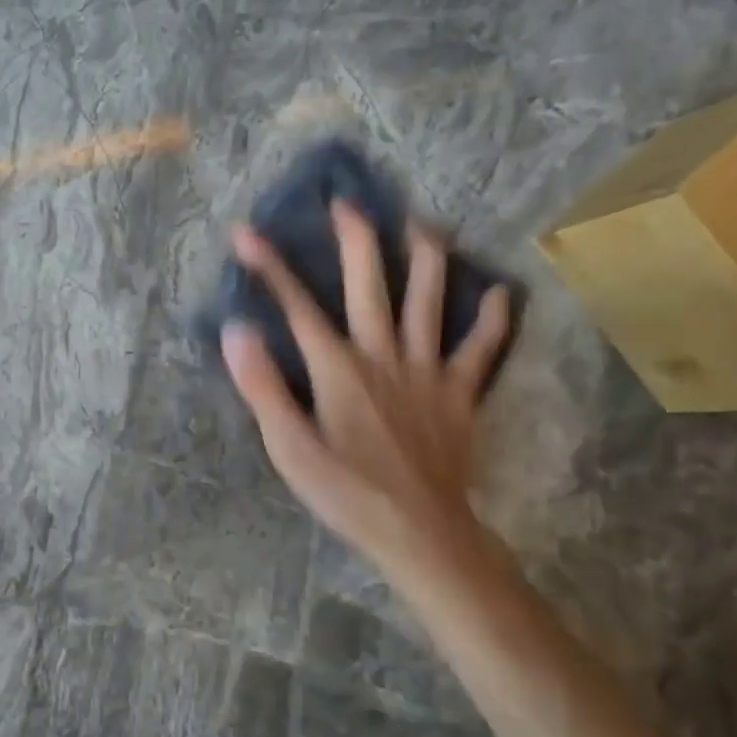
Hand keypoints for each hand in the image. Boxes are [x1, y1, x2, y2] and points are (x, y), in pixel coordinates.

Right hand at [220, 203, 511, 567]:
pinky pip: (481, 350)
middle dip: (356, 241)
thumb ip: (262, 386)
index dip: (269, 266)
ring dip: (427, 259)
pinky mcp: (460, 395)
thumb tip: (236, 329)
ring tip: (423, 223)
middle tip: (348, 203)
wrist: (421, 534)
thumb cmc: (346, 492)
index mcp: (337, 368)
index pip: (297, 306)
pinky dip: (491, 321)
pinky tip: (500, 294)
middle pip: (369, 286)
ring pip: (430, 302)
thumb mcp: (288, 446)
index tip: (245, 231)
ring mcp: (428, 372)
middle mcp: (383, 356)